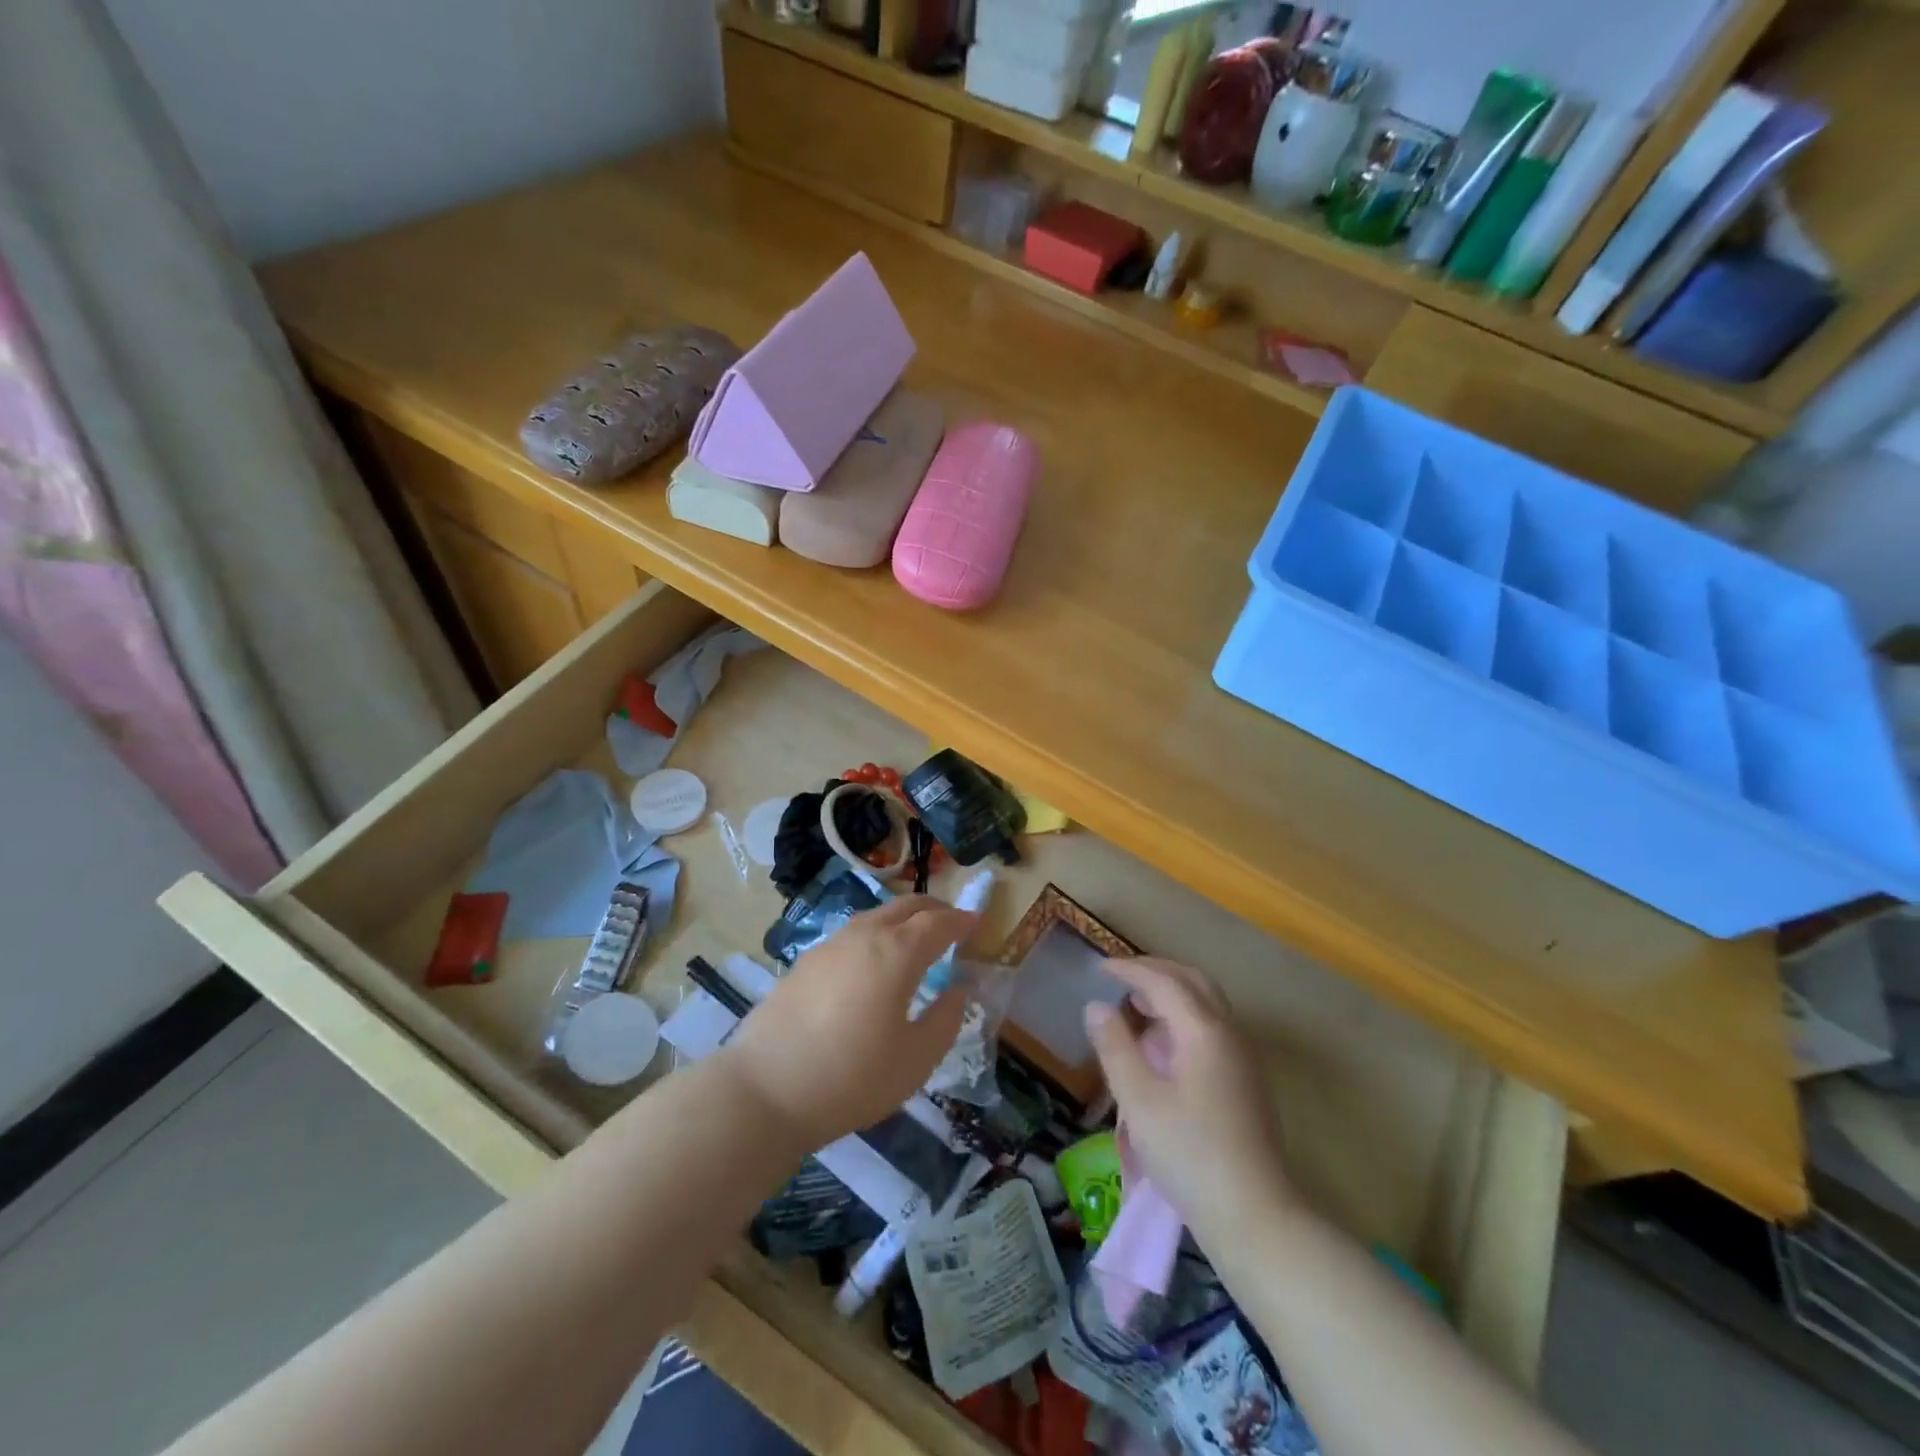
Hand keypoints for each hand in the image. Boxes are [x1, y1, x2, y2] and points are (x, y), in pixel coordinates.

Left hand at [722, 896, 976, 1149]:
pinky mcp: (804, 963)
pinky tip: (871, 963)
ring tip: (913, 940)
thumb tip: (958, 990)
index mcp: (896, 952)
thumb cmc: (852, 1077)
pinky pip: (851, 935)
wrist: (765, 1090)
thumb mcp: (916, 1060)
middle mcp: (863, 936)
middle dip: (933, 909)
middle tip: (951, 923)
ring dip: (901, 919)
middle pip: (904, 906)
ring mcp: (829, 946)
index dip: (961, 920)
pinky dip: (874, 935)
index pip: (938, 922)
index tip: (977, 922)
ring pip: (874, 917)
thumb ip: (945, 1020)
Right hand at [1084, 957, 1294, 1241]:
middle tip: (1121, 977)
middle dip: (1156, 972)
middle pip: (1193, 982)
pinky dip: (1185, 1016)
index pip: (1164, 981)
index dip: (1130, 970)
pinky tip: (1164, 1043)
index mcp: (1204, 1030)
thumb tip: (1097, 1006)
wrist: (1254, 1215)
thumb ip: (1115, 1047)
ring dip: (1172, 993)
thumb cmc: (1189, 1154)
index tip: (1099, 968)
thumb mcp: (1138, 1100)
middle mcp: (1229, 1033)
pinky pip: (1213, 1026)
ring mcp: (1243, 1058)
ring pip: (1207, 1004)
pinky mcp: (1246, 1081)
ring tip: (1137, 1006)